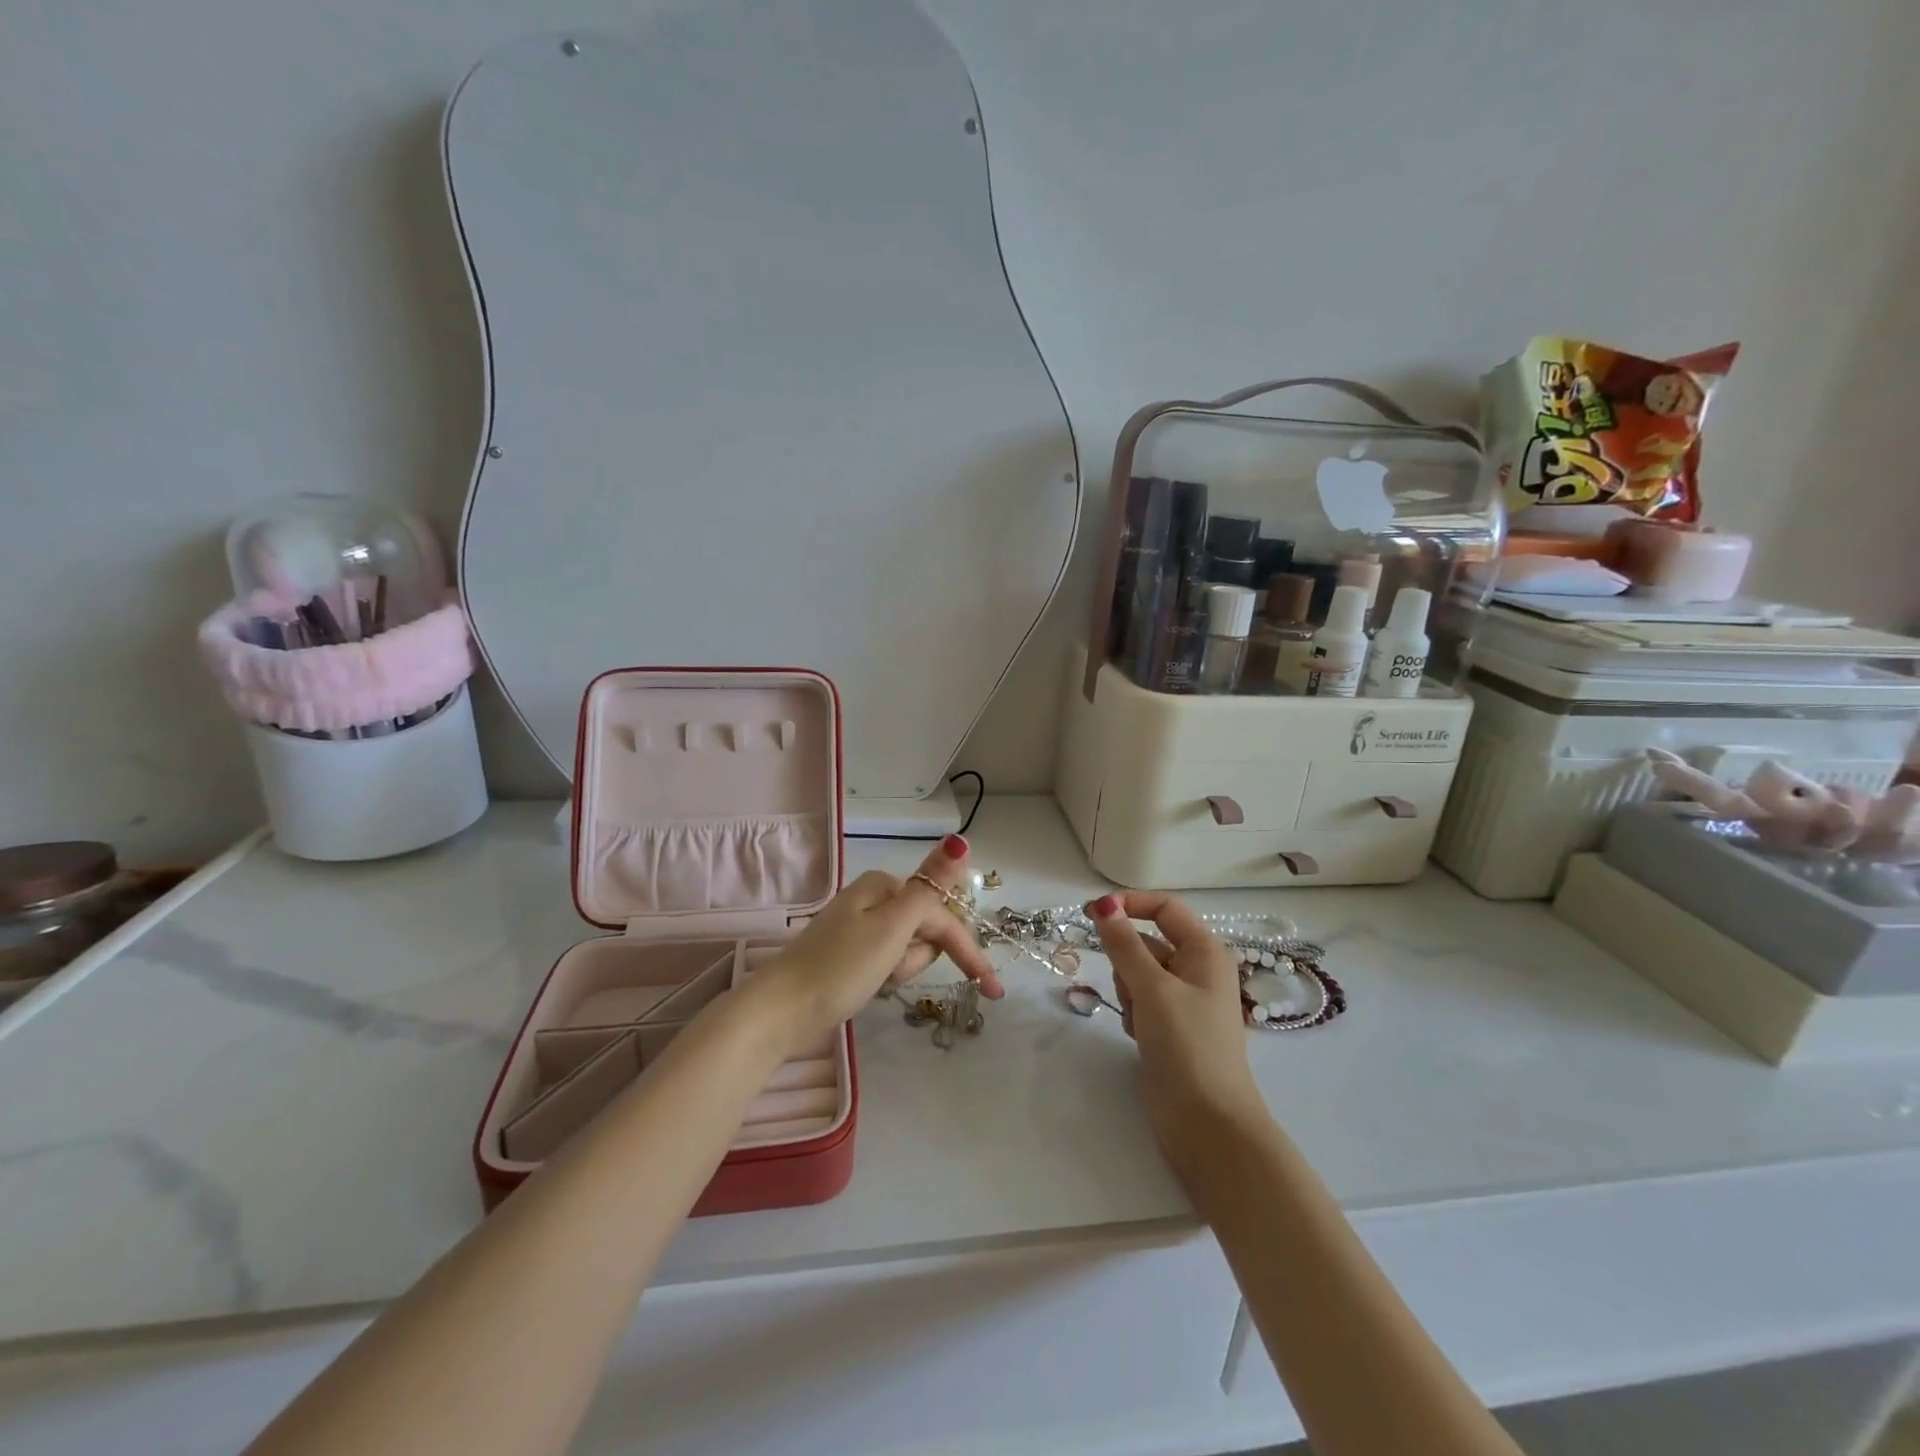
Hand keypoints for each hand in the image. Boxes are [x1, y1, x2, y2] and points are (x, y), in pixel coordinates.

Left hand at [752, 835, 1002, 1050]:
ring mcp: (861, 925)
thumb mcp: (892, 927)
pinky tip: (867, 985)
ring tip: (875, 980)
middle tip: (890, 973)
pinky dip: (887, 976)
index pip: (942, 914)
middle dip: (918, 959)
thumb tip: (959, 841)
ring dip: (902, 969)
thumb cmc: (841, 967)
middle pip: (924, 931)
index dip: (967, 950)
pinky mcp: (852, 953)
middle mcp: (874, 898)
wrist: (782, 1010)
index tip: (991, 989)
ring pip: (908, 949)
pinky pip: (888, 961)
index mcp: (885, 885)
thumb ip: (931, 888)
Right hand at [1086, 891, 1266, 1168]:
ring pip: (1138, 973)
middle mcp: (1198, 969)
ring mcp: (1184, 1000)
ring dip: (1129, 991)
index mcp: (1206, 951)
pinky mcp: (1171, 1027)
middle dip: (1128, 962)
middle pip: (1147, 942)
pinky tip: (1140, 1037)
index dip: (1129, 904)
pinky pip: (1140, 1001)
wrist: (1207, 1124)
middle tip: (1133, 992)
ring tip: (1140, 1021)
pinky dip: (1133, 1013)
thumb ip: (1124, 944)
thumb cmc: (1187, 1046)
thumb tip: (1104, 904)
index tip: (1091, 913)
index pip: (1164, 907)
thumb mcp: (1152, 988)